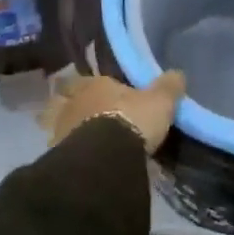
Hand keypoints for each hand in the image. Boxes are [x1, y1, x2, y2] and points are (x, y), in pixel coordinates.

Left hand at [45, 70, 185, 154]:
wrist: (105, 158)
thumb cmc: (132, 120)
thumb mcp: (160, 102)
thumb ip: (168, 87)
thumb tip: (177, 74)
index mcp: (95, 84)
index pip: (84, 78)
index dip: (88, 84)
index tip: (94, 91)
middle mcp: (74, 102)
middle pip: (64, 99)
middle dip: (69, 104)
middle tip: (80, 114)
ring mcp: (61, 128)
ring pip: (56, 123)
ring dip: (64, 128)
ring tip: (76, 139)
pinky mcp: (57, 155)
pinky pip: (60, 149)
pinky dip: (65, 152)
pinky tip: (76, 160)